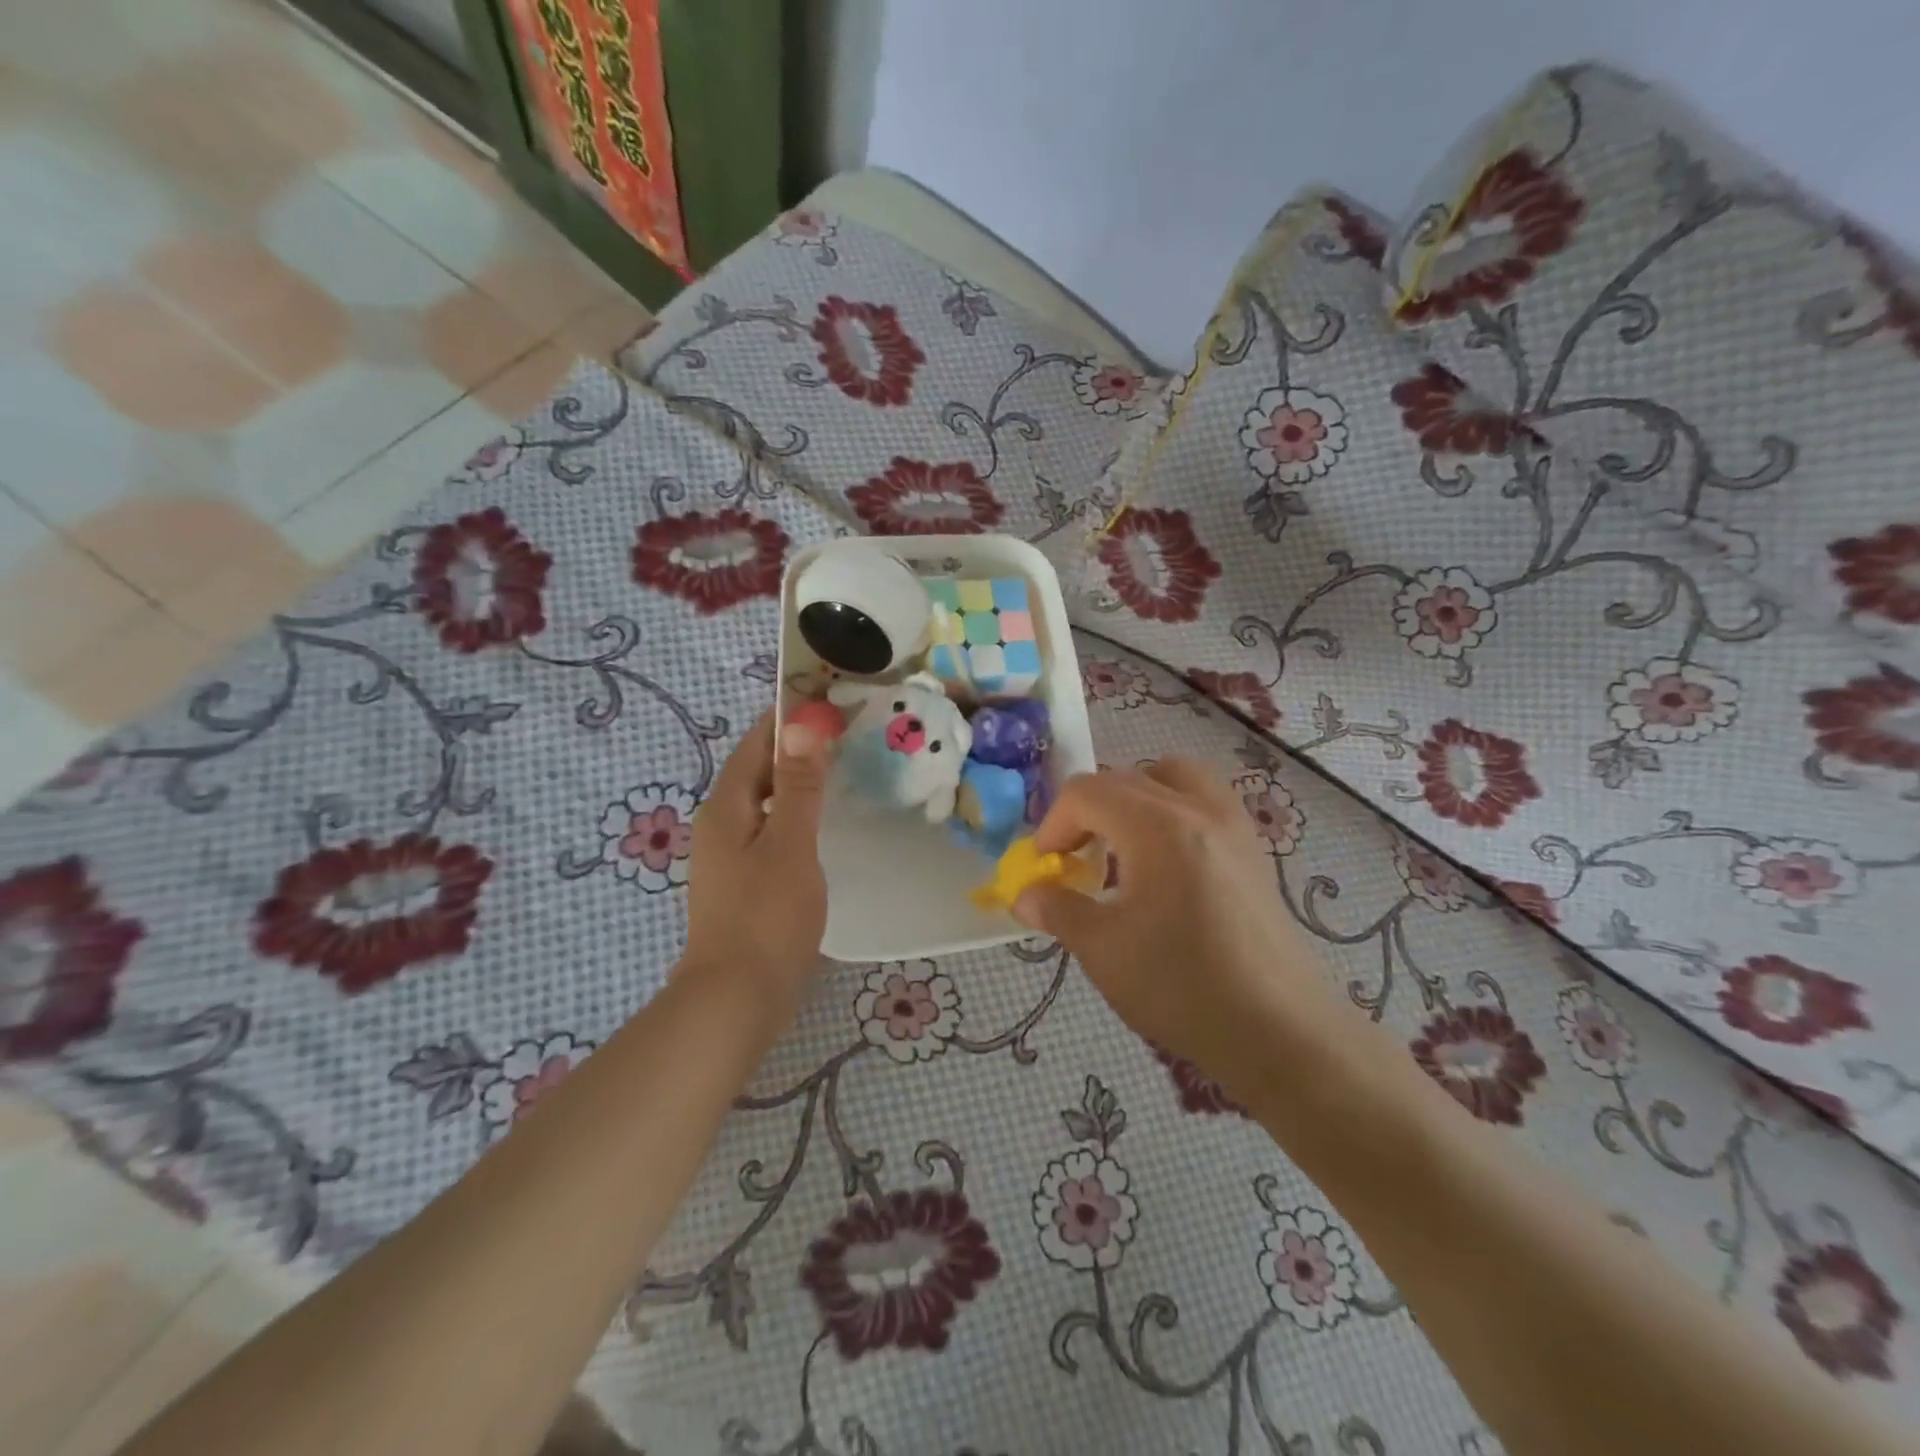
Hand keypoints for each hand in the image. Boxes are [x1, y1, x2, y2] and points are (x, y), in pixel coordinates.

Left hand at [682, 710, 832, 1008]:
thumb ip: (796, 785)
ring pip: (765, 802)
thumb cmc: (766, 916)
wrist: (737, 998)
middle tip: (846, 733)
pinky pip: (770, 830)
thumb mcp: (789, 843)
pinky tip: (823, 824)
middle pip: (757, 770)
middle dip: (796, 747)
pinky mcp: (744, 881)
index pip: (755, 743)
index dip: (787, 717)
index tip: (827, 699)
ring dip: (797, 782)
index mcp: (726, 805)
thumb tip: (801, 725)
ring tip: (841, 770)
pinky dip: (795, 815)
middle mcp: (721, 823)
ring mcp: (730, 855)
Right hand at [1012, 759, 1334, 1093]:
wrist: (1279, 1032)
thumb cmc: (1182, 987)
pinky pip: (1205, 801)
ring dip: (1135, 798)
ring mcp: (1234, 825)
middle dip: (1088, 810)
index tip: (1046, 865)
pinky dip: (1173, 811)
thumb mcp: (1103, 950)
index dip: (1054, 823)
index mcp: (1157, 827)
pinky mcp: (1254, 850)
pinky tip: (1165, 866)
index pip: (1087, 792)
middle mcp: (1198, 809)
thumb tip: (1024, 896)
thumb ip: (1058, 910)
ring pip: (1173, 777)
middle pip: (1126, 778)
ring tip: (1122, 847)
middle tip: (1075, 857)